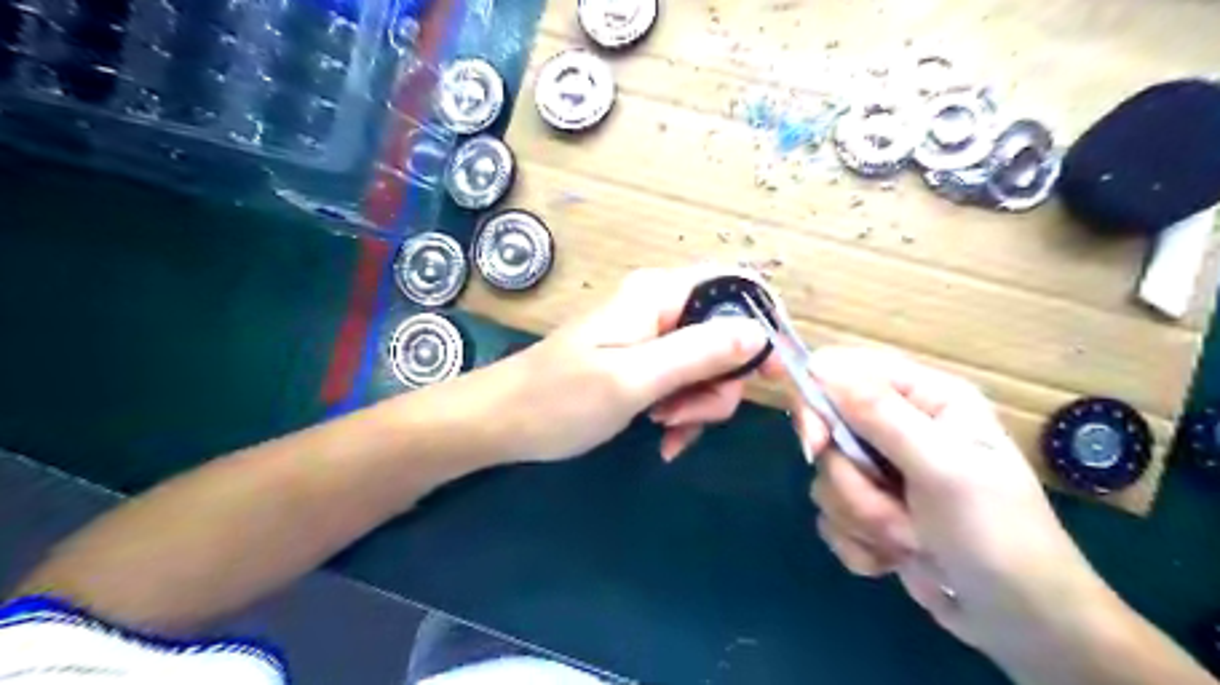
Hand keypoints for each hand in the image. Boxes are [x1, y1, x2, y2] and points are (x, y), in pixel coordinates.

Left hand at [501, 266, 775, 463]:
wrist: (504, 422)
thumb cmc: (560, 399)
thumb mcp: (634, 379)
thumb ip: (698, 353)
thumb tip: (760, 334)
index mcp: (658, 295)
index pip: (735, 285)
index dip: (762, 324)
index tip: (772, 375)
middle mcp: (661, 307)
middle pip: (727, 335)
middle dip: (719, 383)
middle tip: (686, 415)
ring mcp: (652, 337)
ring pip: (709, 366)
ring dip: (698, 404)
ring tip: (664, 428)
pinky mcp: (644, 363)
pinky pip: (684, 383)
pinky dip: (683, 411)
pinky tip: (663, 438)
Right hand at [798, 349, 1111, 653]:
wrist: (1021, 624)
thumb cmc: (997, 534)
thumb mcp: (943, 469)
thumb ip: (880, 415)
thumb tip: (819, 366)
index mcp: (924, 397)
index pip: (843, 370)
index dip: (815, 397)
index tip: (813, 443)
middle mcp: (898, 426)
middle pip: (826, 429)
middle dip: (852, 479)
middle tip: (887, 504)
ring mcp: (880, 469)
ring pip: (826, 478)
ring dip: (863, 517)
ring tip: (912, 539)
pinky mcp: (868, 509)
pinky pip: (829, 515)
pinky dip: (858, 543)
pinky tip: (895, 559)